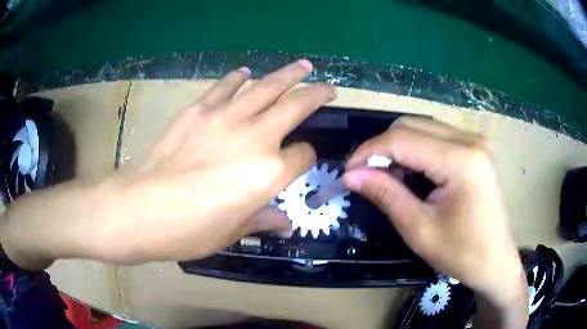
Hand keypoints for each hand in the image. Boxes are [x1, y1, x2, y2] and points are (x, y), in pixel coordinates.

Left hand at [0, 60, 336, 267]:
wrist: (139, 209)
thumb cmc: (188, 230)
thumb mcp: (232, 233)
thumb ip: (263, 220)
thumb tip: (286, 224)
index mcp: (268, 173)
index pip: (303, 156)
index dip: (306, 159)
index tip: (300, 162)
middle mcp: (255, 137)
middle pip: (296, 106)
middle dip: (317, 94)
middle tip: (328, 86)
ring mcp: (225, 118)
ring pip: (266, 86)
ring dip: (288, 74)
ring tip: (302, 65)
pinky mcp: (198, 110)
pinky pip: (225, 87)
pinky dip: (238, 78)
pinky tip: (245, 73)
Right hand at [342, 117, 527, 327]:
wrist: (495, 261)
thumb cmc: (461, 253)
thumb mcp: (419, 230)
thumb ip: (386, 195)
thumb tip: (350, 175)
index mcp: (462, 161)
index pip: (402, 139)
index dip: (368, 152)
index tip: (347, 172)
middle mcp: (471, 140)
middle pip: (411, 125)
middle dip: (382, 148)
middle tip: (368, 177)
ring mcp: (476, 141)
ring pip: (423, 127)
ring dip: (399, 148)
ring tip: (391, 179)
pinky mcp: (476, 148)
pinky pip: (436, 137)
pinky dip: (416, 150)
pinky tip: (414, 175)